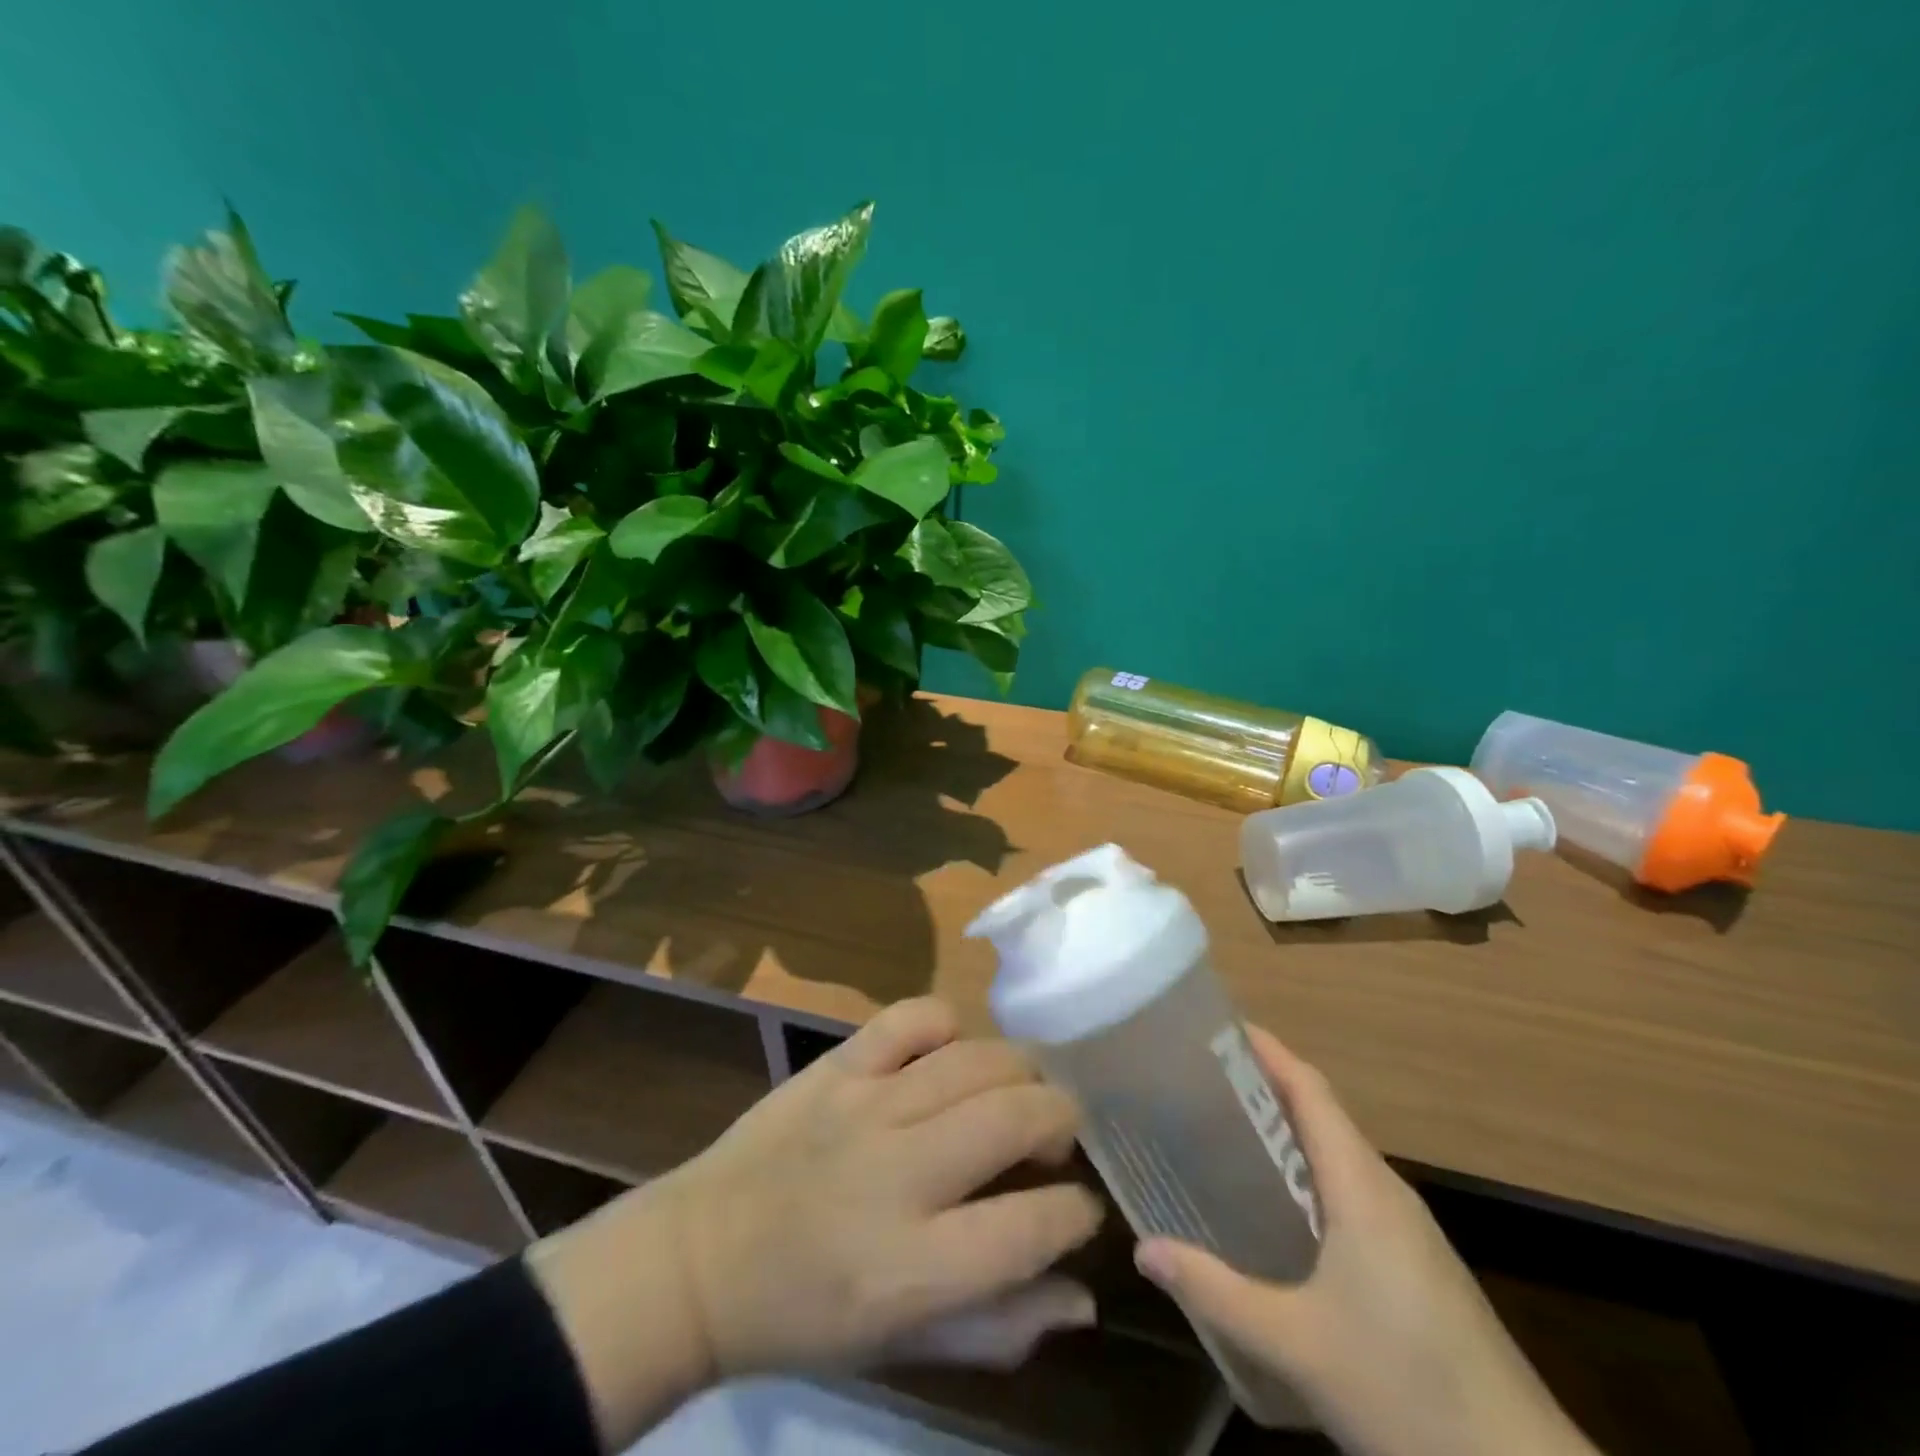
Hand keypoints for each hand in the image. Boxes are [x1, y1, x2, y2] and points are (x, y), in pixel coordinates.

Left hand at [529, 998, 1103, 1449]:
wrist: (701, 1258)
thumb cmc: (805, 1317)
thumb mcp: (902, 1348)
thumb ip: (998, 1326)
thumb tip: (1084, 1294)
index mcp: (913, 1267)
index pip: (1033, 1225)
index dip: (1075, 1210)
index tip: (1077, 1205)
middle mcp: (898, 1174)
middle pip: (1015, 1117)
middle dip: (1061, 1119)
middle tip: (1055, 1138)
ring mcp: (866, 1106)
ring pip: (977, 1059)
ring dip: (1020, 1070)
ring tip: (1019, 1092)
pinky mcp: (838, 1066)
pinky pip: (912, 1017)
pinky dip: (948, 1024)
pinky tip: (951, 1053)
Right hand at [1134, 1028, 1596, 1455]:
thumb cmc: (1407, 1389)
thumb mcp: (1296, 1344)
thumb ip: (1216, 1292)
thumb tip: (1142, 1250)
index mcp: (1361, 1185)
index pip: (1309, 1089)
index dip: (1266, 1050)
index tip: (1215, 1028)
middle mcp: (1386, 1192)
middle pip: (1320, 1115)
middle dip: (1262, 1089)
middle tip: (1197, 1084)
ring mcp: (1408, 1232)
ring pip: (1336, 1158)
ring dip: (1284, 1136)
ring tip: (1222, 1137)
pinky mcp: (1417, 1267)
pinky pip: (1350, 1195)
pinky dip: (1306, 1178)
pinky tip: (1274, 1214)